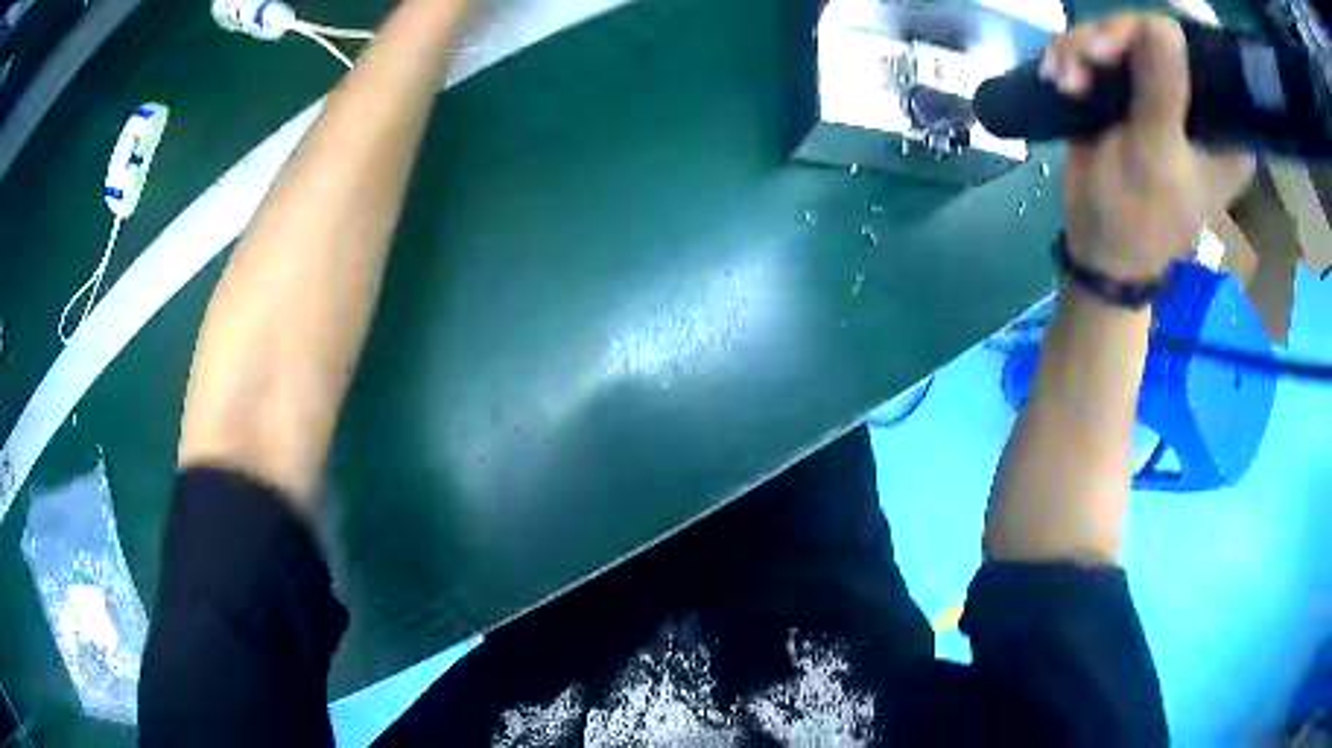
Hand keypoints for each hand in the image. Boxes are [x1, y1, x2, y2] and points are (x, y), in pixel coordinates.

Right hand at [1042, 13, 1253, 281]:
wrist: (1099, 244)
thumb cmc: (1138, 215)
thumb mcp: (1154, 153)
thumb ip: (1163, 88)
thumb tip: (1164, 23)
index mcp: (1221, 127)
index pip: (1196, 53)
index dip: (1156, 36)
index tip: (1116, 51)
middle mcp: (1195, 102)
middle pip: (1150, 35)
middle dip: (1108, 41)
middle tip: (1083, 62)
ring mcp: (1159, 93)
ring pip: (1117, 36)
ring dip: (1081, 51)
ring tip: (1064, 82)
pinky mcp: (1128, 91)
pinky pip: (1097, 49)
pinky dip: (1072, 58)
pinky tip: (1057, 77)